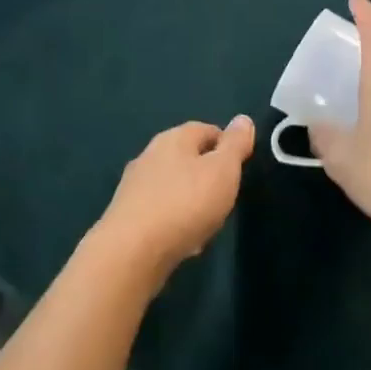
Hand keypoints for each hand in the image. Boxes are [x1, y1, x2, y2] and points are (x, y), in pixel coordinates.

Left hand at [88, 116, 255, 278]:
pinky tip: (185, 240)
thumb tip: (243, 119)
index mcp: (174, 139)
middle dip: (207, 174)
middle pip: (186, 157)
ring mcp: (135, 185)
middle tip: (227, 195)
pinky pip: (160, 211)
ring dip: (191, 199)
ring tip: (209, 221)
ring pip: (173, 185)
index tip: (241, 165)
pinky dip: (175, 220)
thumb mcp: (223, 171)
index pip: (206, 129)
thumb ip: (235, 146)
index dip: (226, 144)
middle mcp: (150, 155)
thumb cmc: (186, 203)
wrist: (133, 250)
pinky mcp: (127, 214)